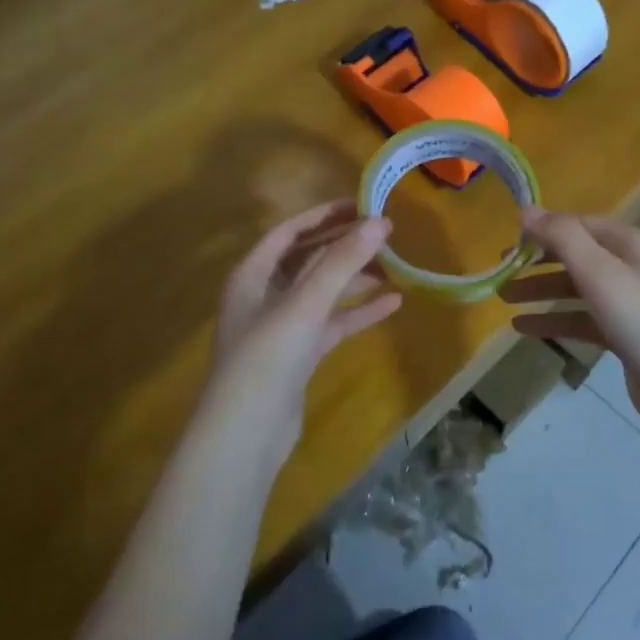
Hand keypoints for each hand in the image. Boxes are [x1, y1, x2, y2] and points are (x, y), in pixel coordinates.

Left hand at [203, 201, 402, 465]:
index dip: (323, 215)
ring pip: (323, 291)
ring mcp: (282, 326)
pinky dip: (357, 312)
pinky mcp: (299, 354)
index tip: (361, 204)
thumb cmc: (267, 357)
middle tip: (384, 233)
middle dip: (344, 246)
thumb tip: (379, 222)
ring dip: (355, 278)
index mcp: (252, 274)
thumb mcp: (306, 303)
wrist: (245, 435)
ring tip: (394, 265)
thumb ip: (342, 261)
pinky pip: (332, 322)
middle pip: (308, 259)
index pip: (289, 231)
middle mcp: (264, 294)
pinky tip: (392, 303)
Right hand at [499, 209, 639, 435]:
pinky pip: (581, 319)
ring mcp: (629, 303)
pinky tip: (524, 328)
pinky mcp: (624, 336)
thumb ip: (562, 237)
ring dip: (541, 291)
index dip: (544, 229)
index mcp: (630, 243)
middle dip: (538, 261)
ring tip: (503, 298)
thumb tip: (526, 209)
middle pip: (576, 255)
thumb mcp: (600, 272)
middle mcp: (631, 267)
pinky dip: (554, 320)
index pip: (579, 224)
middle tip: (500, 269)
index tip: (508, 240)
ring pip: (576, 289)